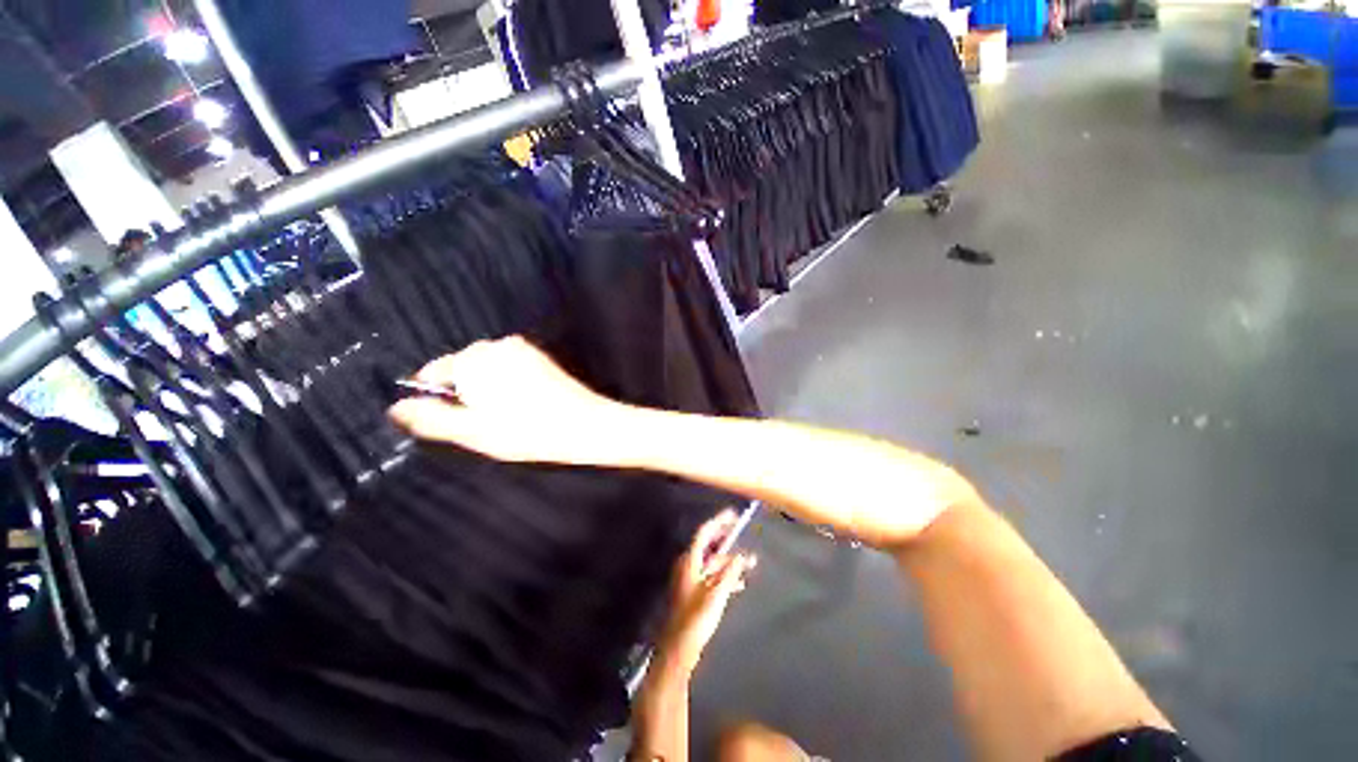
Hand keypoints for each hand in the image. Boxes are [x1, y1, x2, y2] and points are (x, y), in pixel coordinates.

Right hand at [388, 336, 629, 464]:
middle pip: (462, 369)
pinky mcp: (540, 357)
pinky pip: (509, 369)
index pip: (434, 371)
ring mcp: (522, 348)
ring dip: (486, 390)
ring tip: (505, 417)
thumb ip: (430, 417)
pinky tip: (522, 406)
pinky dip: (506, 385)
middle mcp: (496, 345)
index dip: (435, 398)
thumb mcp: (471, 431)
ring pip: (487, 370)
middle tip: (483, 423)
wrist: (584, 425)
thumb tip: (396, 407)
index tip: (453, 421)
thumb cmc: (525, 431)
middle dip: (464, 394)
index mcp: (474, 358)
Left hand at [655, 510, 756, 677]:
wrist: (679, 647)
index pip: (705, 533)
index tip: (733, 515)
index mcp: (690, 560)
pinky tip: (739, 583)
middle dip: (726, 539)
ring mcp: (691, 579)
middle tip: (741, 532)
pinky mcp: (694, 593)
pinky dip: (725, 576)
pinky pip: (712, 576)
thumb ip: (730, 572)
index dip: (719, 522)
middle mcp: (689, 565)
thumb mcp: (717, 593)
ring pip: (712, 563)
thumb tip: (742, 556)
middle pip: (709, 545)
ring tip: (750, 563)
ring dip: (730, 561)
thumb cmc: (696, 618)